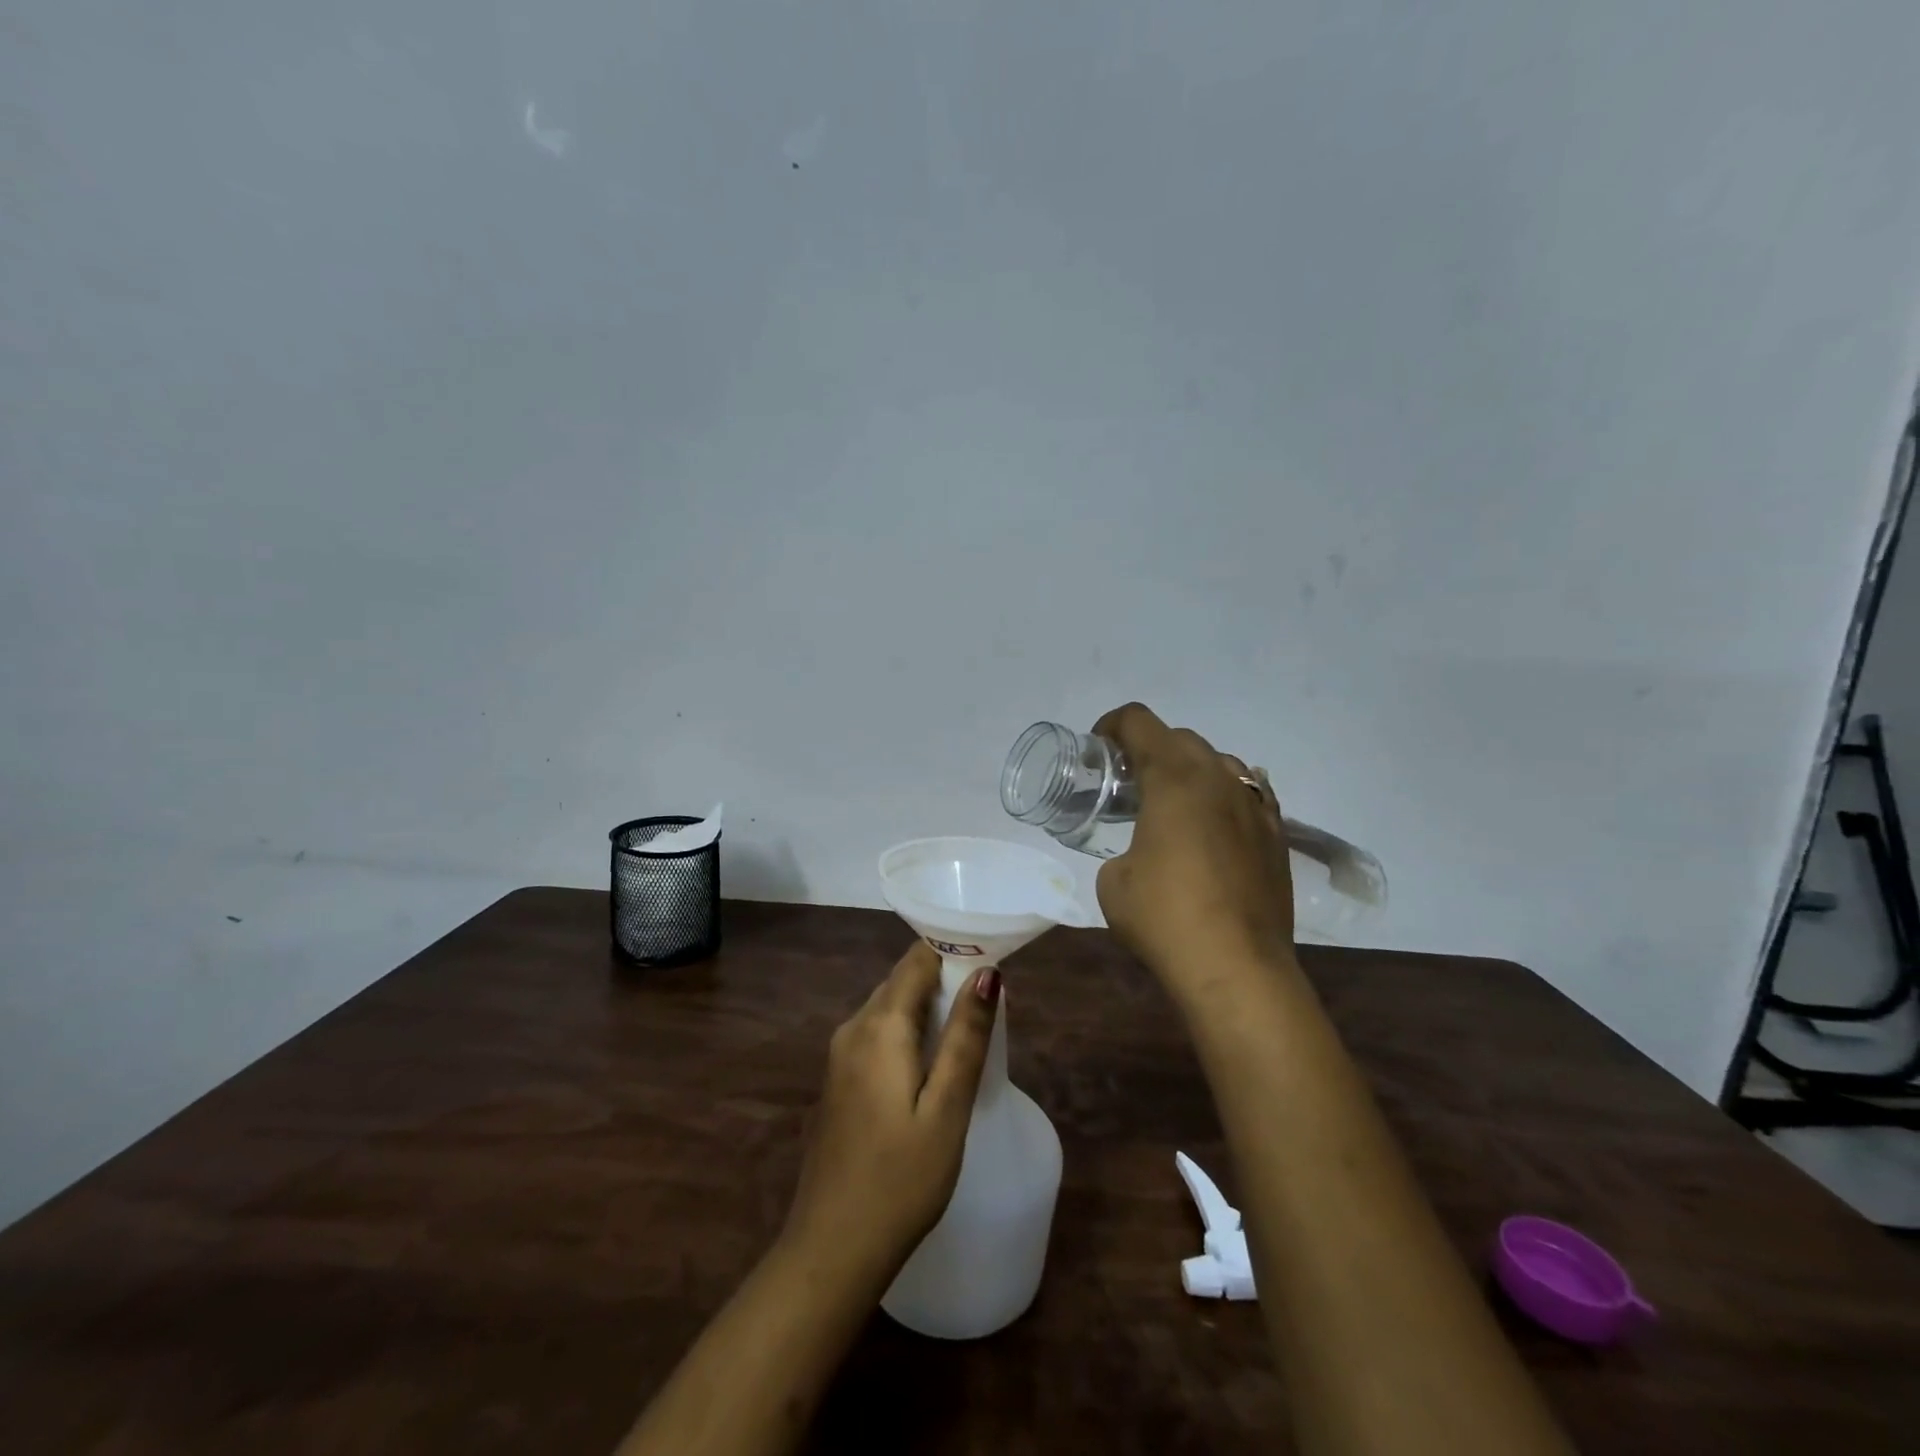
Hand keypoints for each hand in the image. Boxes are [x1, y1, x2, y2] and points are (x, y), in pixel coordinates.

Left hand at [781, 942, 999, 1282]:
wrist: (832, 1250)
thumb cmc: (901, 1179)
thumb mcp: (947, 1108)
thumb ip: (966, 1036)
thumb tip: (987, 972)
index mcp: (878, 1026)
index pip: (917, 960)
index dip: (955, 954)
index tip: (992, 966)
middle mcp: (852, 1028)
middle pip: (902, 982)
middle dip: (945, 982)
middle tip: (988, 1008)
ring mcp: (839, 1056)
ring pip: (890, 1008)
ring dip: (928, 1010)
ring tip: (968, 1036)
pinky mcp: (838, 1081)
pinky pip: (878, 1036)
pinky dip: (908, 1035)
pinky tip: (931, 1068)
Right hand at [1092, 702, 1295, 997]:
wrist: (1238, 968)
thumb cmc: (1164, 917)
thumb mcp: (1113, 882)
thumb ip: (1122, 851)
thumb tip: (1140, 855)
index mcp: (1174, 778)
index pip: (1139, 722)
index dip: (1112, 725)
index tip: (1098, 747)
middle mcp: (1219, 778)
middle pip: (1181, 737)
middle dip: (1150, 747)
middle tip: (1129, 779)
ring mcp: (1255, 806)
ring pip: (1221, 762)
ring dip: (1191, 769)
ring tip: (1173, 802)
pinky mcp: (1277, 836)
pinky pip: (1249, 794)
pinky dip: (1225, 796)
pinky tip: (1216, 822)